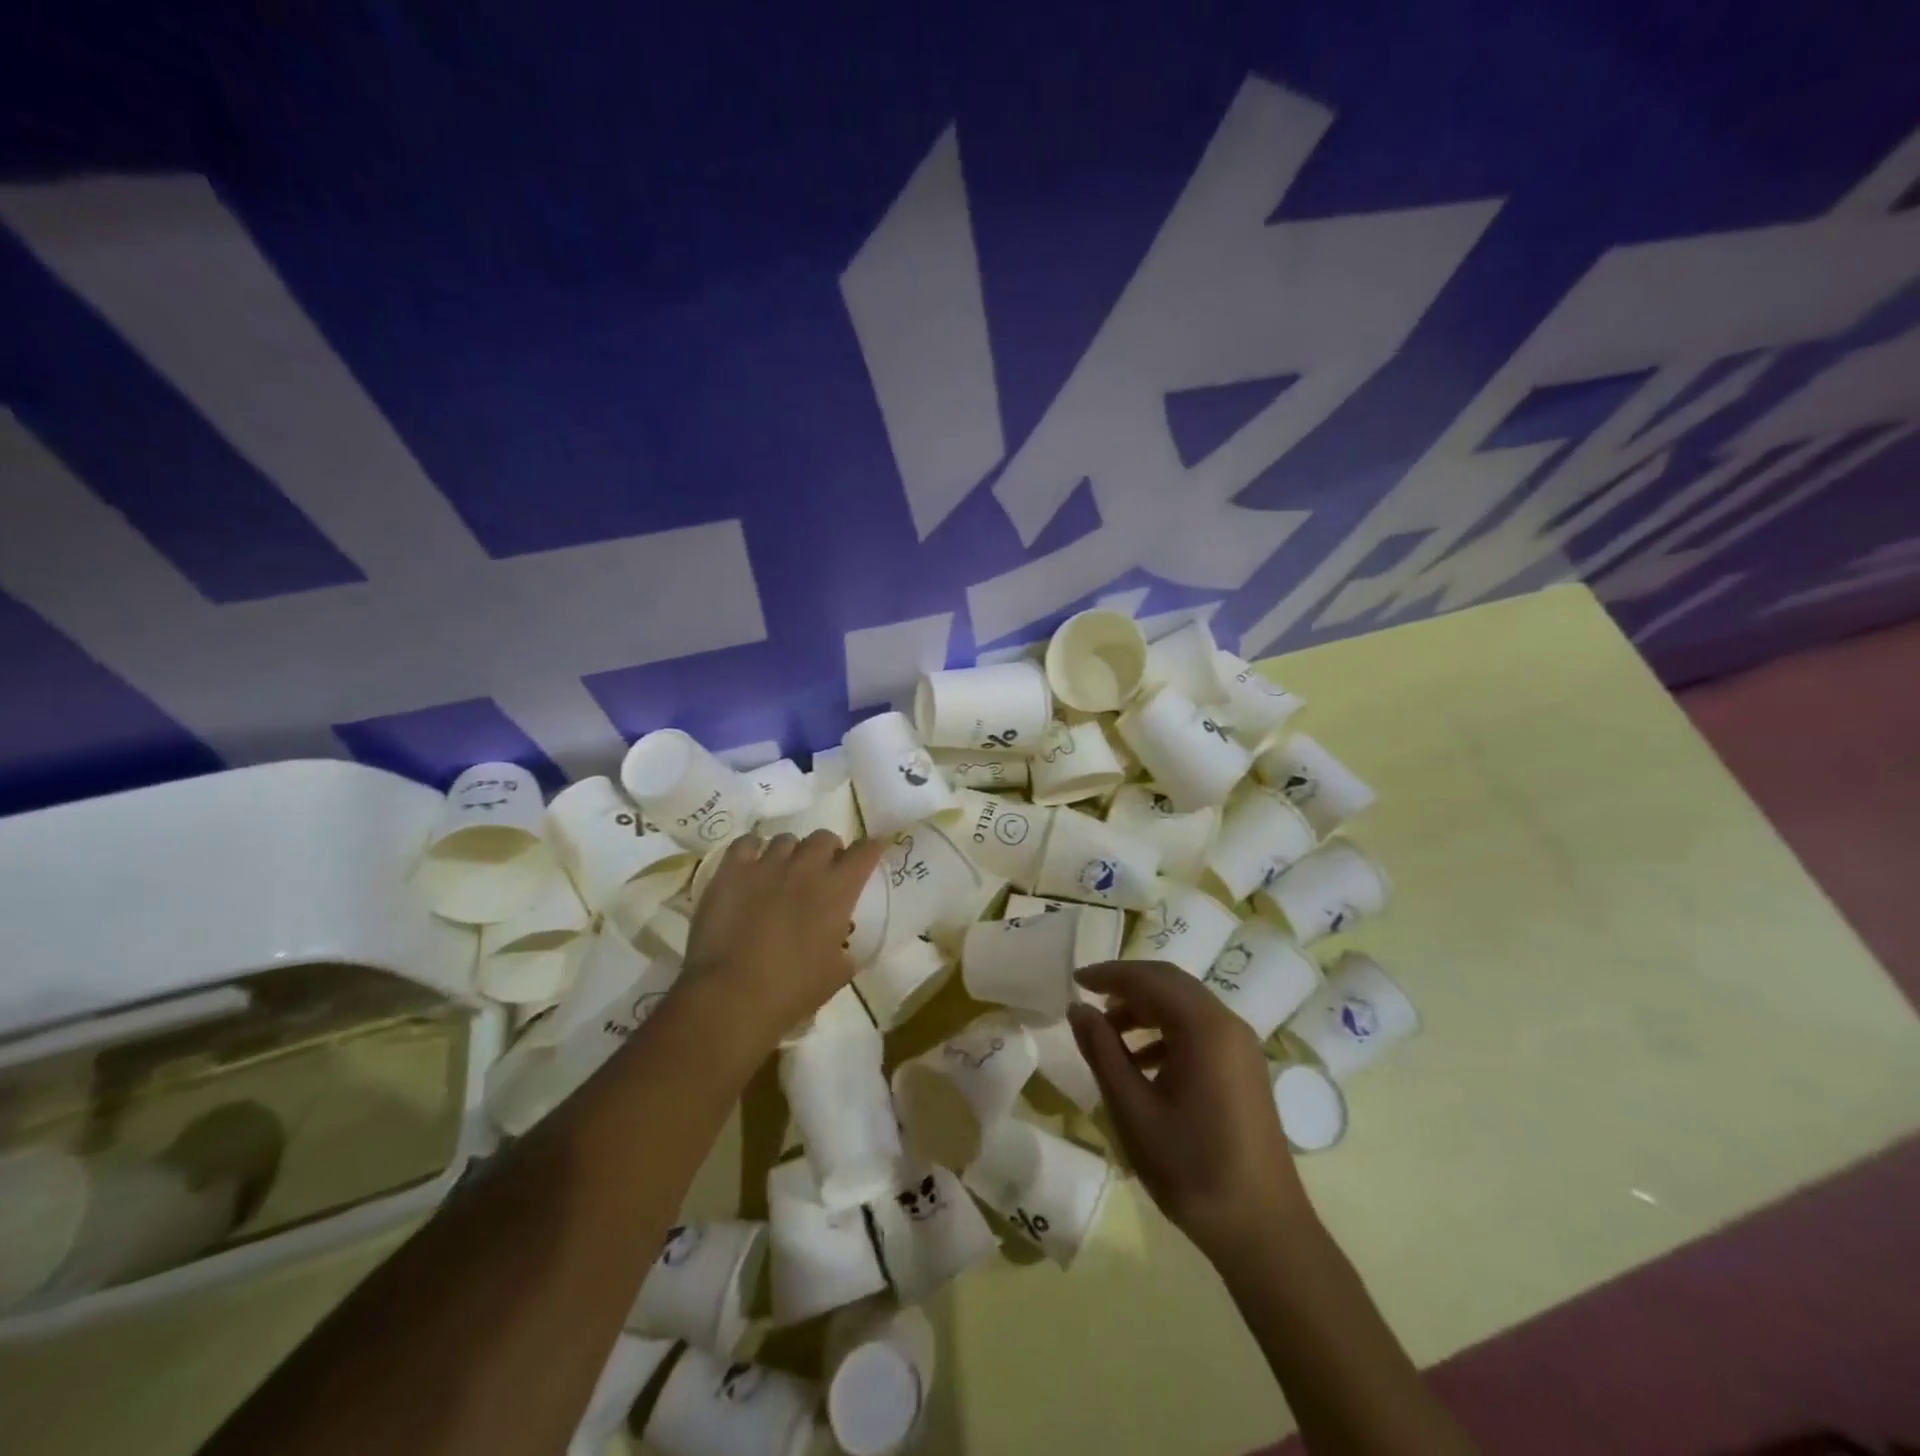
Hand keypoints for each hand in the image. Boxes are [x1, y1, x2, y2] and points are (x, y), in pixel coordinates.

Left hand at [682, 830, 886, 1049]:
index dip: (871, 848)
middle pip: (824, 838)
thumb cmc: (791, 990)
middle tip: (822, 872)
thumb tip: (839, 941)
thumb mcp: (836, 975)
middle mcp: (806, 867)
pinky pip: (747, 843)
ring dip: (791, 854)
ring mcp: (766, 864)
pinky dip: (753, 851)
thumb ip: (844, 948)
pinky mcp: (731, 870)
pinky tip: (752, 867)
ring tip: (783, 873)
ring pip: (786, 840)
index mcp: (837, 890)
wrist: (730, 996)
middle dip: (828, 851)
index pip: (864, 852)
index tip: (873, 849)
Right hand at [1068, 960, 1311, 1266]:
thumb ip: (1102, 1051)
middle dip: (1127, 985)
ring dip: (1146, 1009)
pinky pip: (1200, 1029)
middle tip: (1089, 999)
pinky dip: (1167, 1031)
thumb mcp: (1132, 1109)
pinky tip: (1142, 1062)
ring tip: (1108, 1034)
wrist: (1262, 1230)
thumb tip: (1077, 1008)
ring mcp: (1241, 1046)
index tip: (1075, 979)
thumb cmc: (1190, 1168)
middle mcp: (1228, 1024)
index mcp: (1204, 1027)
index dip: (1109, 974)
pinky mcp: (1245, 1068)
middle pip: (1171, 984)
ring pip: (1186, 1005)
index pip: (1149, 979)